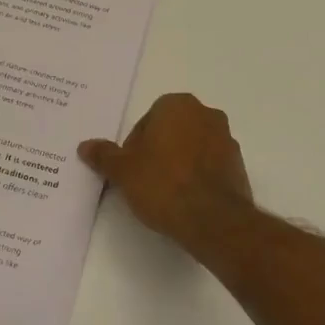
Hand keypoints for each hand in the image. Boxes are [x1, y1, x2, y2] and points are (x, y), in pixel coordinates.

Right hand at [78, 93, 253, 251]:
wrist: (213, 220)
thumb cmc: (163, 184)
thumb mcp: (123, 171)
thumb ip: (104, 155)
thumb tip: (85, 146)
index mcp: (177, 105)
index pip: (147, 120)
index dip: (135, 146)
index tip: (131, 169)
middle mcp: (206, 114)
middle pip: (171, 131)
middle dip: (158, 150)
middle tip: (145, 180)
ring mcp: (226, 139)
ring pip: (192, 147)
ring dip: (179, 162)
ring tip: (166, 193)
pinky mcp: (239, 165)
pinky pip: (210, 165)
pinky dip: (198, 176)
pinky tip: (186, 200)